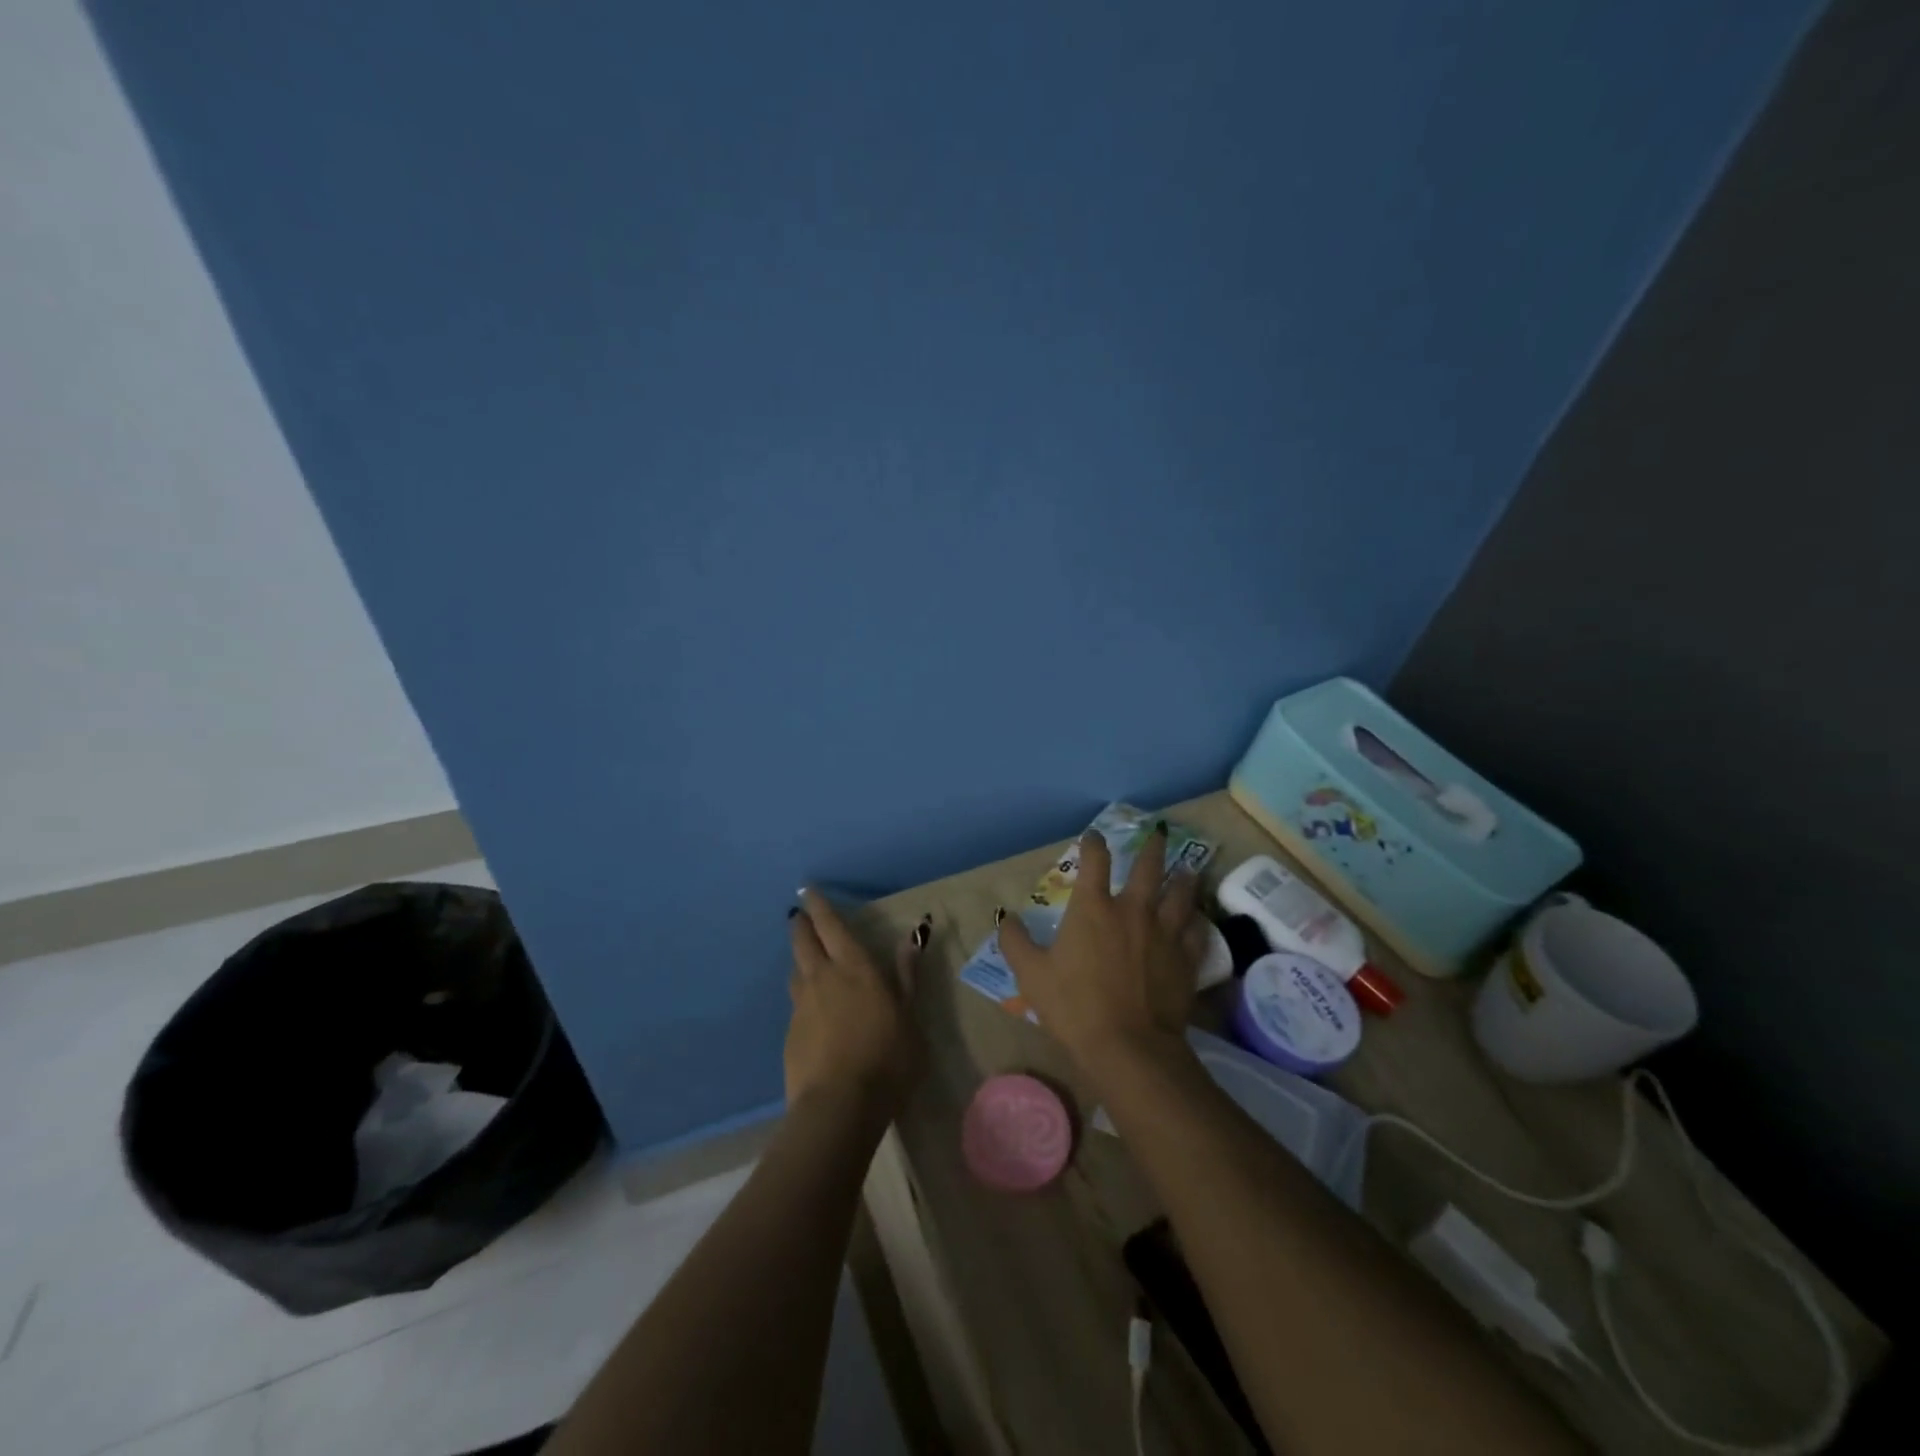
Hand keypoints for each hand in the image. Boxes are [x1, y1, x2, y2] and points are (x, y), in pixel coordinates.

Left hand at [784, 888, 926, 1119]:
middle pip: (803, 941)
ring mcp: (802, 1006)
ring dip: (800, 961)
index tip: (808, 890)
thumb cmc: (887, 1056)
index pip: (831, 926)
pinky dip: (803, 998)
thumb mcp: (909, 1016)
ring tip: (807, 962)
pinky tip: (813, 1013)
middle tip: (799, 916)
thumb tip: (912, 939)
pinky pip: (796, 1004)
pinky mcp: (790, 1034)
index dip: (819, 906)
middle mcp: (823, 978)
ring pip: (796, 972)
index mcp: (854, 967)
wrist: (840, 1105)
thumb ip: (906, 977)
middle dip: (801, 925)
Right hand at [997, 823, 1203, 1079]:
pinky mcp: (1186, 959)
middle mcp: (1133, 910)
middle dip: (1153, 846)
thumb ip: (1015, 941)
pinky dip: (1197, 921)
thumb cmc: (1074, 1006)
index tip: (1094, 836)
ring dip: (1183, 878)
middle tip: (1159, 832)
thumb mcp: (1031, 975)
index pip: (1095, 861)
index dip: (1094, 843)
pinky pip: (1196, 931)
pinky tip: (1197, 919)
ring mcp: (1165, 933)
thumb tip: (1005, 917)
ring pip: (1180, 894)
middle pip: (1148, 867)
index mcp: (1093, 908)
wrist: (1129, 1047)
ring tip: (1187, 868)